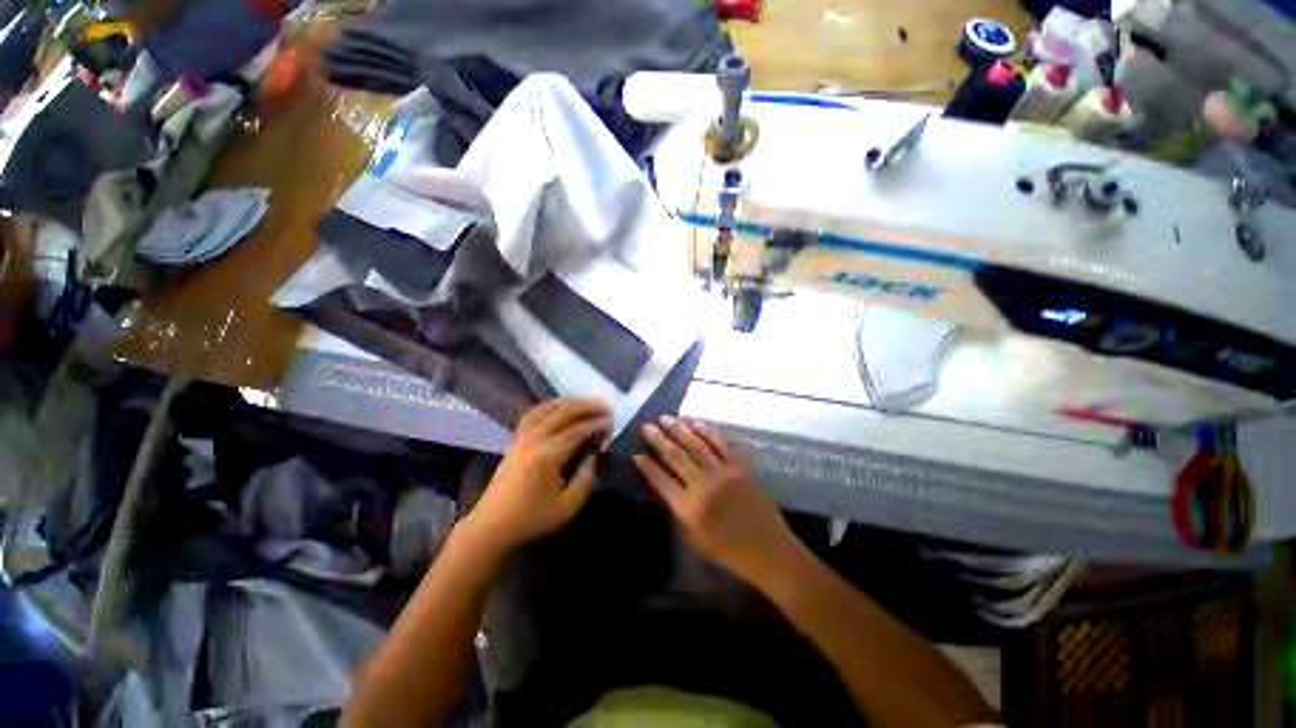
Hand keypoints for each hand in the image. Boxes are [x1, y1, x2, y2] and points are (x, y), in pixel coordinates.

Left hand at [465, 398, 610, 552]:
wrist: (491, 526)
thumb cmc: (532, 519)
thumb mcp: (568, 506)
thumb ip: (585, 477)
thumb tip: (593, 452)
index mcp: (547, 456)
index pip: (577, 430)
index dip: (596, 423)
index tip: (612, 419)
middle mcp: (534, 439)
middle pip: (562, 412)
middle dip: (586, 406)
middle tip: (604, 406)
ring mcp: (521, 437)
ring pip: (546, 409)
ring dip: (568, 402)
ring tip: (586, 403)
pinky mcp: (515, 440)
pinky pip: (533, 414)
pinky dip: (549, 406)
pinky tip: (560, 408)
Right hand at [634, 417, 803, 585]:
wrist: (769, 550)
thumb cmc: (728, 551)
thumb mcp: (694, 539)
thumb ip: (675, 511)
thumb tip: (659, 487)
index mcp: (690, 508)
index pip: (662, 480)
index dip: (647, 466)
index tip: (637, 453)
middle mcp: (703, 485)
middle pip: (676, 457)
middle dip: (659, 439)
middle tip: (647, 426)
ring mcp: (723, 473)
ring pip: (696, 445)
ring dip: (679, 430)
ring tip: (666, 418)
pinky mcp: (739, 467)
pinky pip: (720, 445)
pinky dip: (707, 432)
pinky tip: (696, 423)